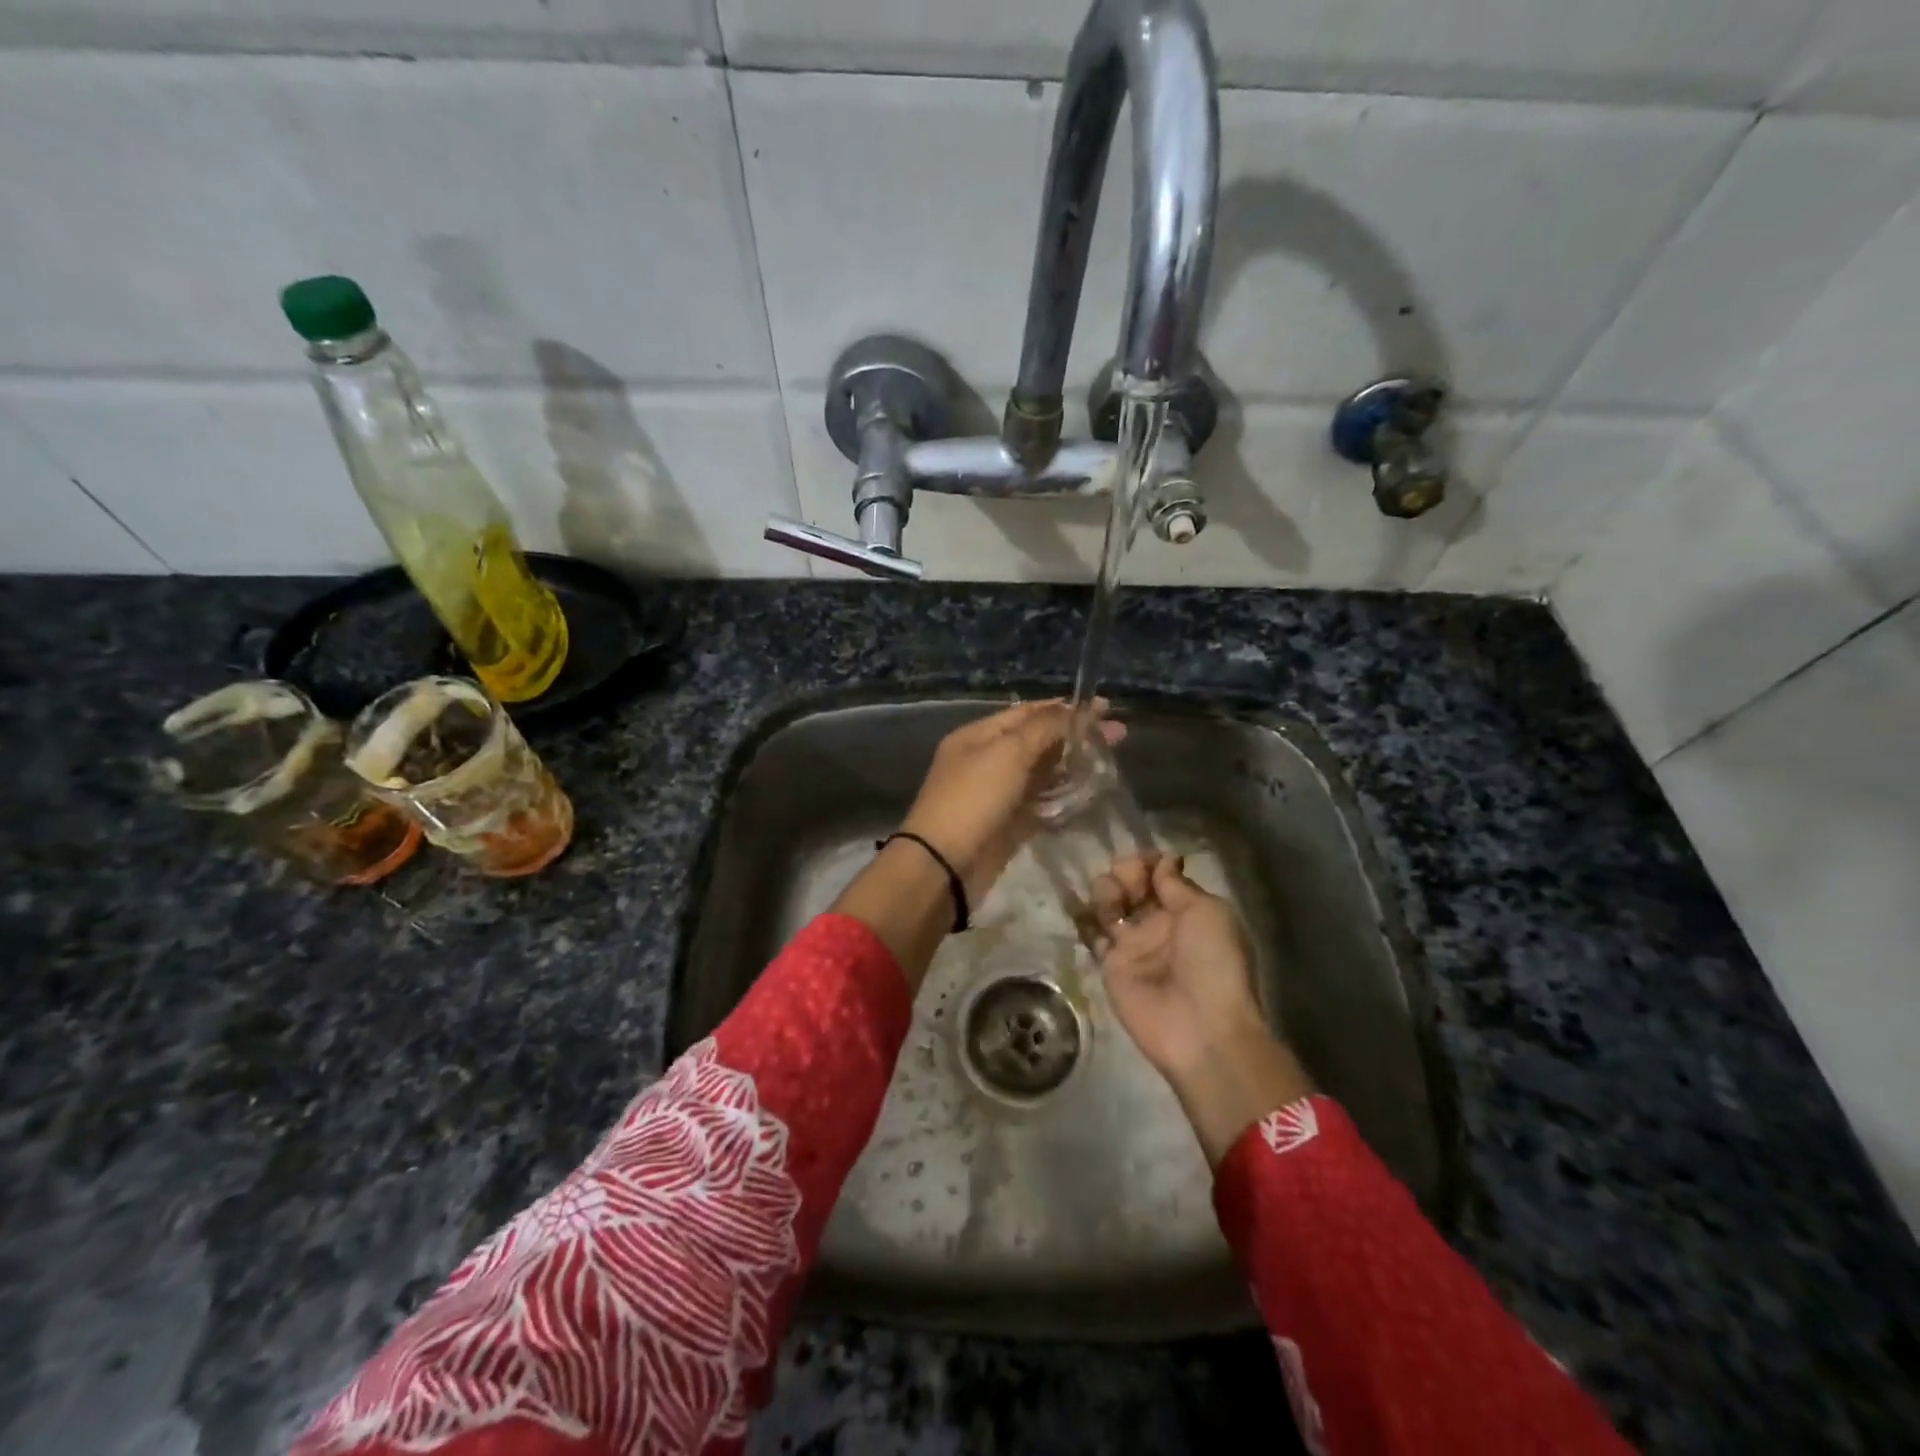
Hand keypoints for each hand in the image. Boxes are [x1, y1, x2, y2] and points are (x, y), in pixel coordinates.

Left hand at [900, 699, 1122, 906]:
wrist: (944, 865)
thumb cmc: (973, 799)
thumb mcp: (1008, 753)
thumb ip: (1043, 729)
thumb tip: (1073, 712)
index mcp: (978, 736)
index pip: (1027, 712)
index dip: (1065, 708)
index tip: (1105, 709)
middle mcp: (987, 760)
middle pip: (1037, 741)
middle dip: (1075, 737)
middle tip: (1118, 737)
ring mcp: (997, 794)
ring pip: (1041, 773)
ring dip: (1073, 767)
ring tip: (1109, 763)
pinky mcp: (1008, 825)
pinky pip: (1041, 804)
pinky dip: (1063, 798)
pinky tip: (1090, 794)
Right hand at [1092, 854, 1314, 1163]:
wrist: (1201, 1027)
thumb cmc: (1213, 962)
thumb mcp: (1207, 912)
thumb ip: (1177, 885)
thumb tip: (1162, 860)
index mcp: (1187, 910)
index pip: (1160, 875)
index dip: (1148, 862)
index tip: (1145, 861)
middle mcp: (1158, 923)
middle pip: (1132, 885)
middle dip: (1125, 872)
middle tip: (1129, 882)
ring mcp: (1132, 945)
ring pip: (1109, 904)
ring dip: (1106, 890)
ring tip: (1114, 899)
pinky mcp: (1110, 965)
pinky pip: (1092, 934)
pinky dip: (1083, 918)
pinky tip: (1080, 905)